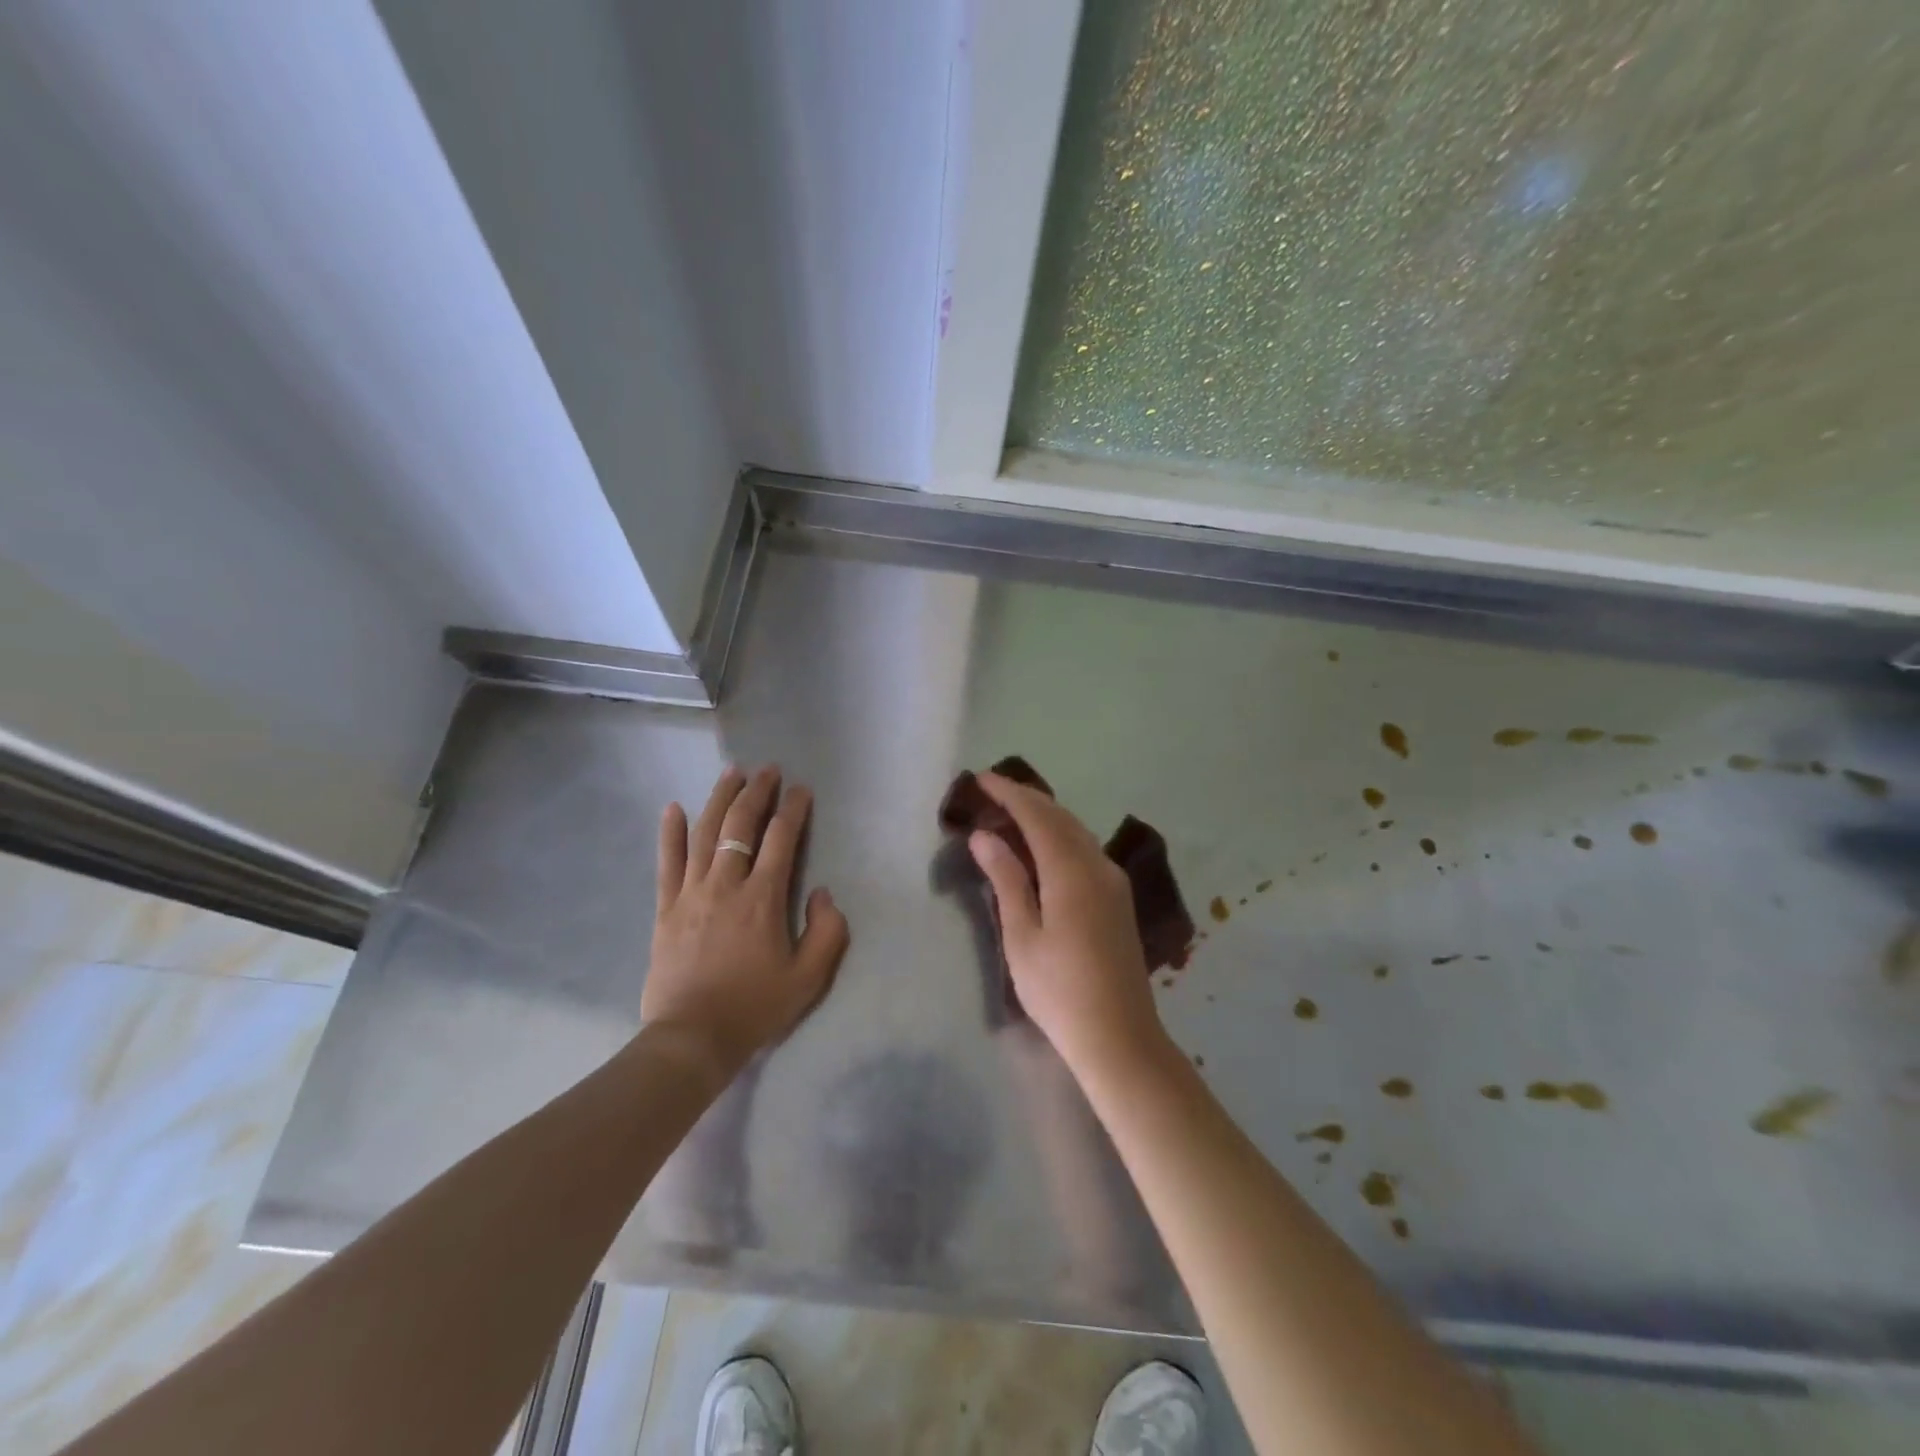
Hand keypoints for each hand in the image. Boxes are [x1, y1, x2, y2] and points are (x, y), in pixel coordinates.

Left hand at [641, 765, 850, 1081]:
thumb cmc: (755, 1007)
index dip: (793, 809)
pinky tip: (673, 809)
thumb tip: (822, 894)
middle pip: (740, 825)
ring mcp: (691, 893)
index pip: (781, 839)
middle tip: (768, 771)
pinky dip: (671, 834)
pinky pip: (668, 863)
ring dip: (719, 799)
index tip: (802, 791)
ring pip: (705, 834)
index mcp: (763, 898)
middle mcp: (726, 884)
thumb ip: (827, 931)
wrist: (692, 1038)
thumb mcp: (809, 977)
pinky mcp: (666, 909)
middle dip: (757, 792)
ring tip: (731, 773)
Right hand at [967, 772, 1169, 1079]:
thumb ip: (1006, 879)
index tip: (981, 778)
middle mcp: (1098, 865)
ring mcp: (1114, 882)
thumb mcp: (1022, 935)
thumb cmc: (1059, 990)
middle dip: (1027, 799)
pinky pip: (1086, 850)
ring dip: (1045, 816)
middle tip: (992, 792)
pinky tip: (1043, 848)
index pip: (1038, 815)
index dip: (1009, 793)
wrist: (1119, 1036)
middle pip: (1061, 817)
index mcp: (1072, 871)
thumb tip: (985, 835)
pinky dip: (1060, 837)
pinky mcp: (1118, 899)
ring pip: (1076, 832)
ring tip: (1011, 813)